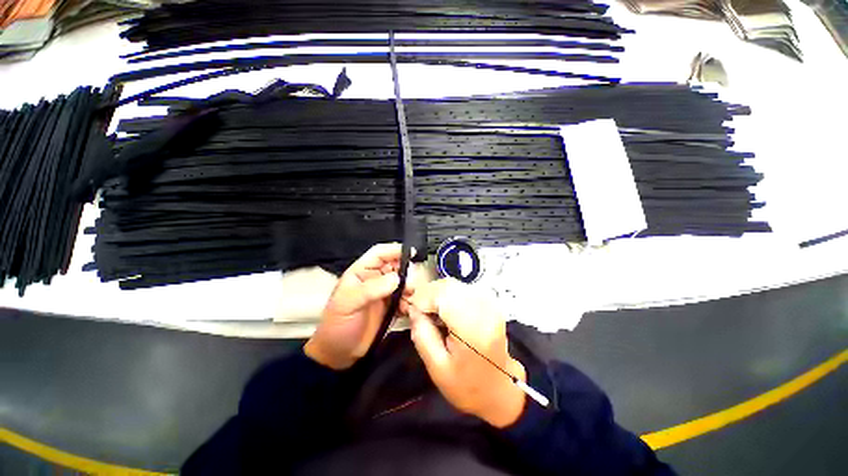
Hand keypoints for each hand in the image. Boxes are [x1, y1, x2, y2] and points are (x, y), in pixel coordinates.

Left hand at [304, 243, 412, 369]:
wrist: (339, 355)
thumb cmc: (337, 326)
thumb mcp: (348, 304)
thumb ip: (371, 289)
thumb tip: (397, 278)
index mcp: (361, 272)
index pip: (379, 253)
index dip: (394, 250)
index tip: (411, 253)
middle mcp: (374, 279)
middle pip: (395, 266)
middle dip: (406, 271)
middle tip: (412, 283)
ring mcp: (384, 293)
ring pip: (403, 282)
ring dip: (409, 288)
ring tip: (410, 298)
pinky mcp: (391, 307)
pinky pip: (405, 298)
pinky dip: (410, 301)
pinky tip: (408, 309)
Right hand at [407, 279, 525, 427]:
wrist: (499, 389)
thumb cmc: (467, 385)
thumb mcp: (437, 368)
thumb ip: (422, 334)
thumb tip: (412, 308)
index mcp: (473, 328)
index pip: (442, 295)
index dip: (422, 298)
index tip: (409, 308)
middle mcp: (485, 309)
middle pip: (448, 285)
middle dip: (427, 293)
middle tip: (416, 309)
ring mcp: (490, 303)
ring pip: (454, 283)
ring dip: (437, 293)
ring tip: (428, 311)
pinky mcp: (490, 301)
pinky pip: (462, 287)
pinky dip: (448, 293)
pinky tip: (443, 309)